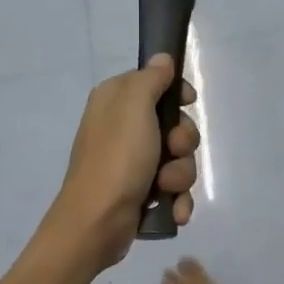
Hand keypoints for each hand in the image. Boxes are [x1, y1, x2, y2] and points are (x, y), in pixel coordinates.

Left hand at [44, 55, 199, 273]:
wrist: (96, 224)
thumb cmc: (116, 159)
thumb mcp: (134, 107)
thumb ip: (151, 79)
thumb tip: (162, 58)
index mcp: (115, 102)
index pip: (156, 83)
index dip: (176, 94)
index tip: (187, 103)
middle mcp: (122, 128)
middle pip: (174, 124)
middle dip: (183, 141)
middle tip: (173, 150)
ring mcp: (132, 162)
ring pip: (178, 158)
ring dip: (180, 174)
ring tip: (166, 188)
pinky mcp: (140, 192)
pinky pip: (173, 188)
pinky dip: (177, 199)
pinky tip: (174, 209)